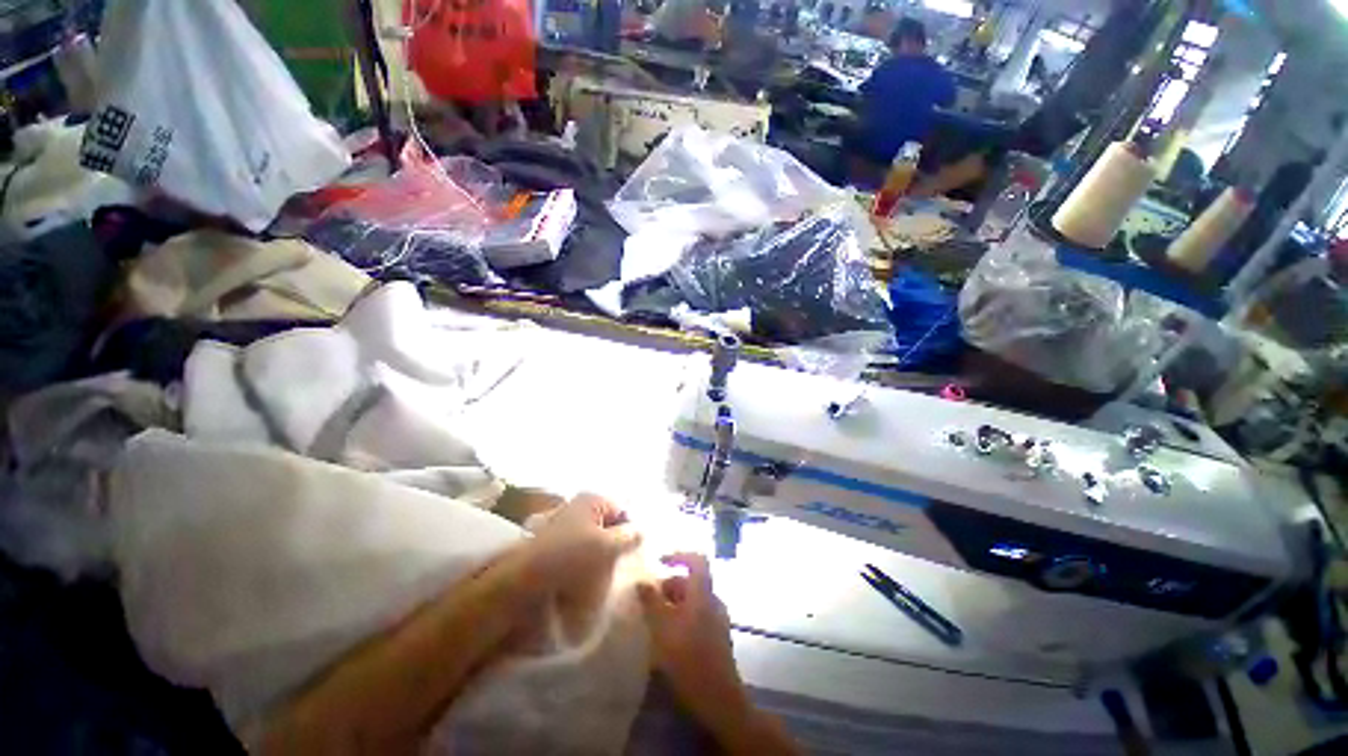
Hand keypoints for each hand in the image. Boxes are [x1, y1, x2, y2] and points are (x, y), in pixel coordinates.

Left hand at [525, 493, 640, 609]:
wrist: (522, 580)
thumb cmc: (569, 557)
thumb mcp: (608, 546)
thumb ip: (629, 536)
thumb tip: (642, 531)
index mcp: (591, 500)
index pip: (622, 510)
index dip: (630, 529)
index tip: (633, 552)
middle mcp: (576, 505)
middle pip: (606, 522)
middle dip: (614, 541)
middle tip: (618, 563)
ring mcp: (561, 522)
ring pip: (592, 536)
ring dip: (599, 552)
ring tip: (600, 573)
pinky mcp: (550, 541)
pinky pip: (576, 547)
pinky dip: (582, 558)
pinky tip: (581, 574)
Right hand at [637, 553, 747, 729]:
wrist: (719, 699)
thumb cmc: (688, 658)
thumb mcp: (662, 628)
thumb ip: (651, 602)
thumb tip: (642, 581)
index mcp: (703, 593)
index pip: (697, 560)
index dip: (678, 555)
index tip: (659, 562)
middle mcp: (714, 600)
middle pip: (692, 581)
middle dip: (669, 585)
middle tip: (649, 599)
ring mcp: (718, 619)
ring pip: (694, 600)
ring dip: (674, 603)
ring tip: (654, 619)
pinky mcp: (718, 636)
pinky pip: (698, 615)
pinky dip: (682, 617)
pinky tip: (669, 636)